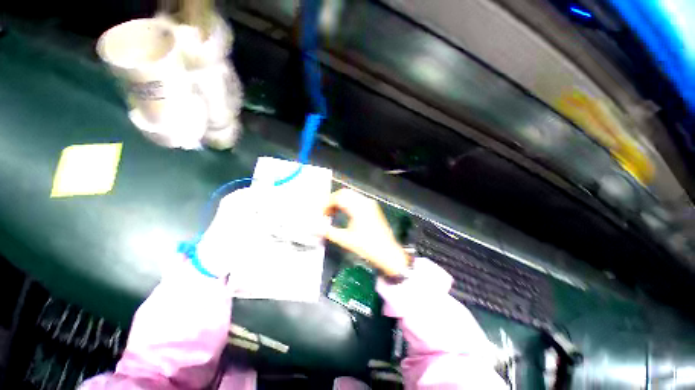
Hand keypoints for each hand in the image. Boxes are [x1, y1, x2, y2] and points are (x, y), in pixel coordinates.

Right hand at [323, 189, 409, 276]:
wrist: (388, 253)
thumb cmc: (367, 246)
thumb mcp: (346, 240)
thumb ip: (329, 232)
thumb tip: (317, 228)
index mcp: (358, 207)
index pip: (338, 197)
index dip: (327, 204)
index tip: (320, 214)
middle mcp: (364, 201)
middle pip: (345, 193)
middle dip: (333, 200)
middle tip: (325, 212)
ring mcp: (370, 204)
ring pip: (351, 196)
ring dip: (340, 201)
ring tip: (332, 213)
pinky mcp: (373, 208)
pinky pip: (357, 200)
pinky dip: (348, 203)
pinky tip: (344, 213)